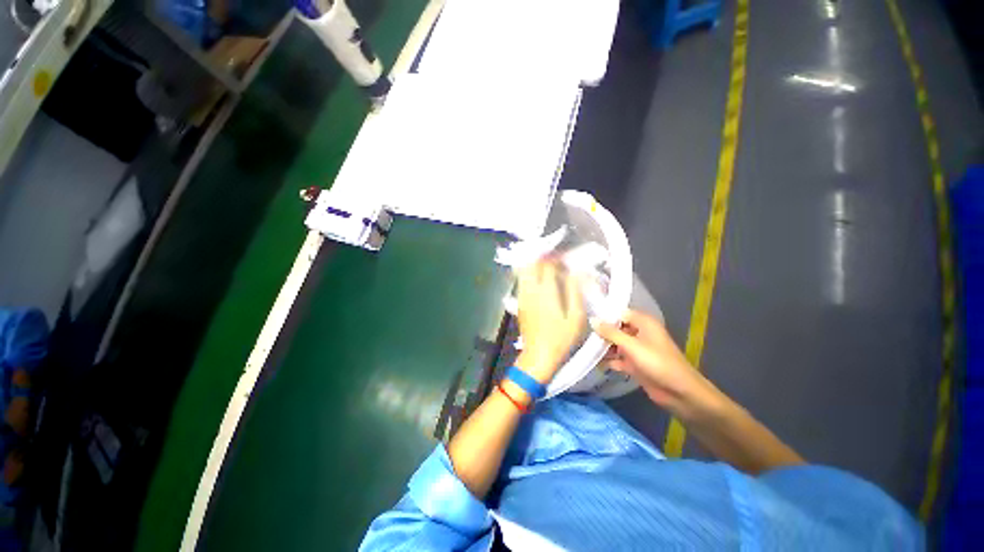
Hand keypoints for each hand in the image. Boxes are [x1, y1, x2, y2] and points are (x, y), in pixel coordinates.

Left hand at [516, 260, 585, 382]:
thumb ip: (575, 292)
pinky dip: (530, 275)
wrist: (538, 356)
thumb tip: (577, 272)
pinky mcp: (519, 303)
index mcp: (545, 292)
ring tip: (548, 269)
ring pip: (524, 272)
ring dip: (535, 265)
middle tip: (555, 260)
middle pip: (531, 264)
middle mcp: (530, 290)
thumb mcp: (576, 317)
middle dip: (542, 258)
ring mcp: (522, 296)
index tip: (566, 259)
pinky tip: (540, 281)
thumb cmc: (560, 339)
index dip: (557, 258)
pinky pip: (522, 281)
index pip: (547, 265)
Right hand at [595, 311, 714, 416]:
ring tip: (583, 346)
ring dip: (603, 346)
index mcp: (643, 323)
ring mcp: (637, 349)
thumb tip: (592, 320)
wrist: (680, 393)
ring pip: (616, 343)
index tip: (585, 316)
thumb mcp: (631, 345)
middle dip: (601, 331)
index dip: (604, 314)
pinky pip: (619, 358)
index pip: (619, 313)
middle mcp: (640, 333)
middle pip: (616, 328)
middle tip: (581, 332)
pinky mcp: (636, 364)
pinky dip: (609, 360)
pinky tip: (594, 362)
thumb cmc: (657, 363)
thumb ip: (610, 332)